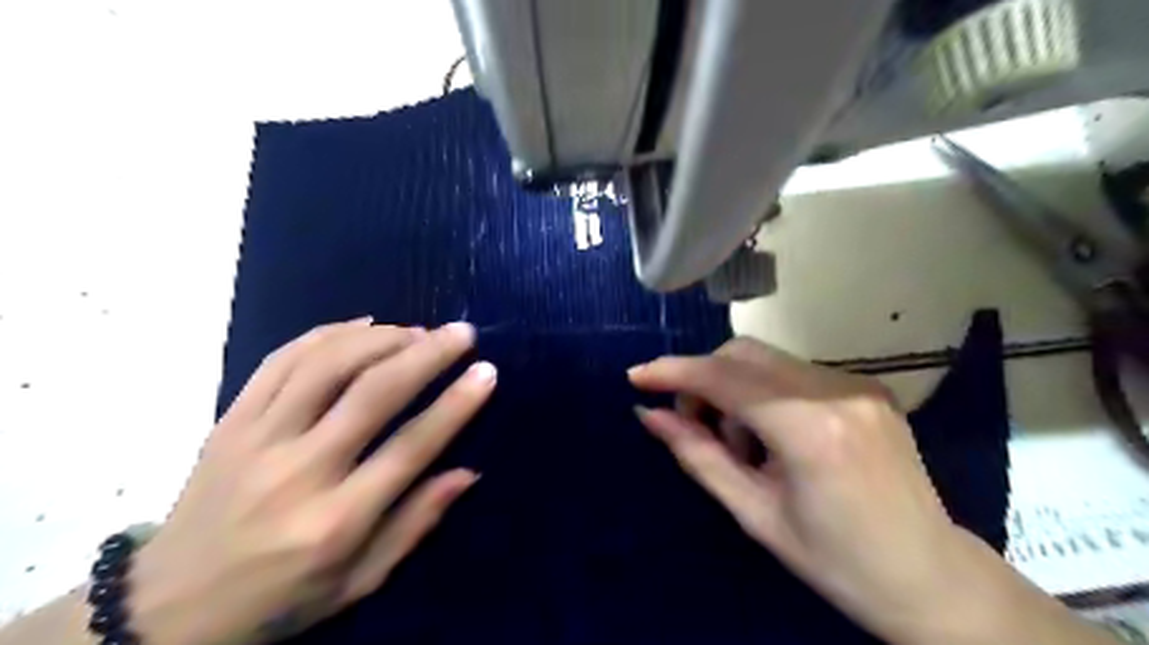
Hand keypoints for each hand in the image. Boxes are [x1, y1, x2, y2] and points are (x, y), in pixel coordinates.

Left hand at [127, 321, 492, 644]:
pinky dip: (327, 333)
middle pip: (372, 393)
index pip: (410, 447)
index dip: (455, 404)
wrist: (167, 609)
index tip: (486, 371)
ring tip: (417, 330)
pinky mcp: (230, 421)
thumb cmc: (281, 597)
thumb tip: (468, 472)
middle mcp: (298, 471)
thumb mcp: (359, 580)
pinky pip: (281, 360)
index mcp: (336, 521)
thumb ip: (416, 523)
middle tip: (460, 333)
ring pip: (326, 364)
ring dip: (380, 337)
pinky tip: (363, 324)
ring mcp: (256, 440)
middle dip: (426, 354)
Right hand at [628, 338, 952, 640]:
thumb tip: (649, 415)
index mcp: (809, 429)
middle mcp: (836, 390)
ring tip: (743, 443)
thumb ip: (698, 455)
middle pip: (743, 354)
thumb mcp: (755, 514)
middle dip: (704, 380)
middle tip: (696, 426)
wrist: (932, 577)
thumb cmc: (836, 561)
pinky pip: (793, 372)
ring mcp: (858, 384)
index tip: (636, 377)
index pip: (724, 378)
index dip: (674, 373)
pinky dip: (765, 393)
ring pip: (766, 360)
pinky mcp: (868, 387)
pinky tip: (774, 435)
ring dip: (734, 389)